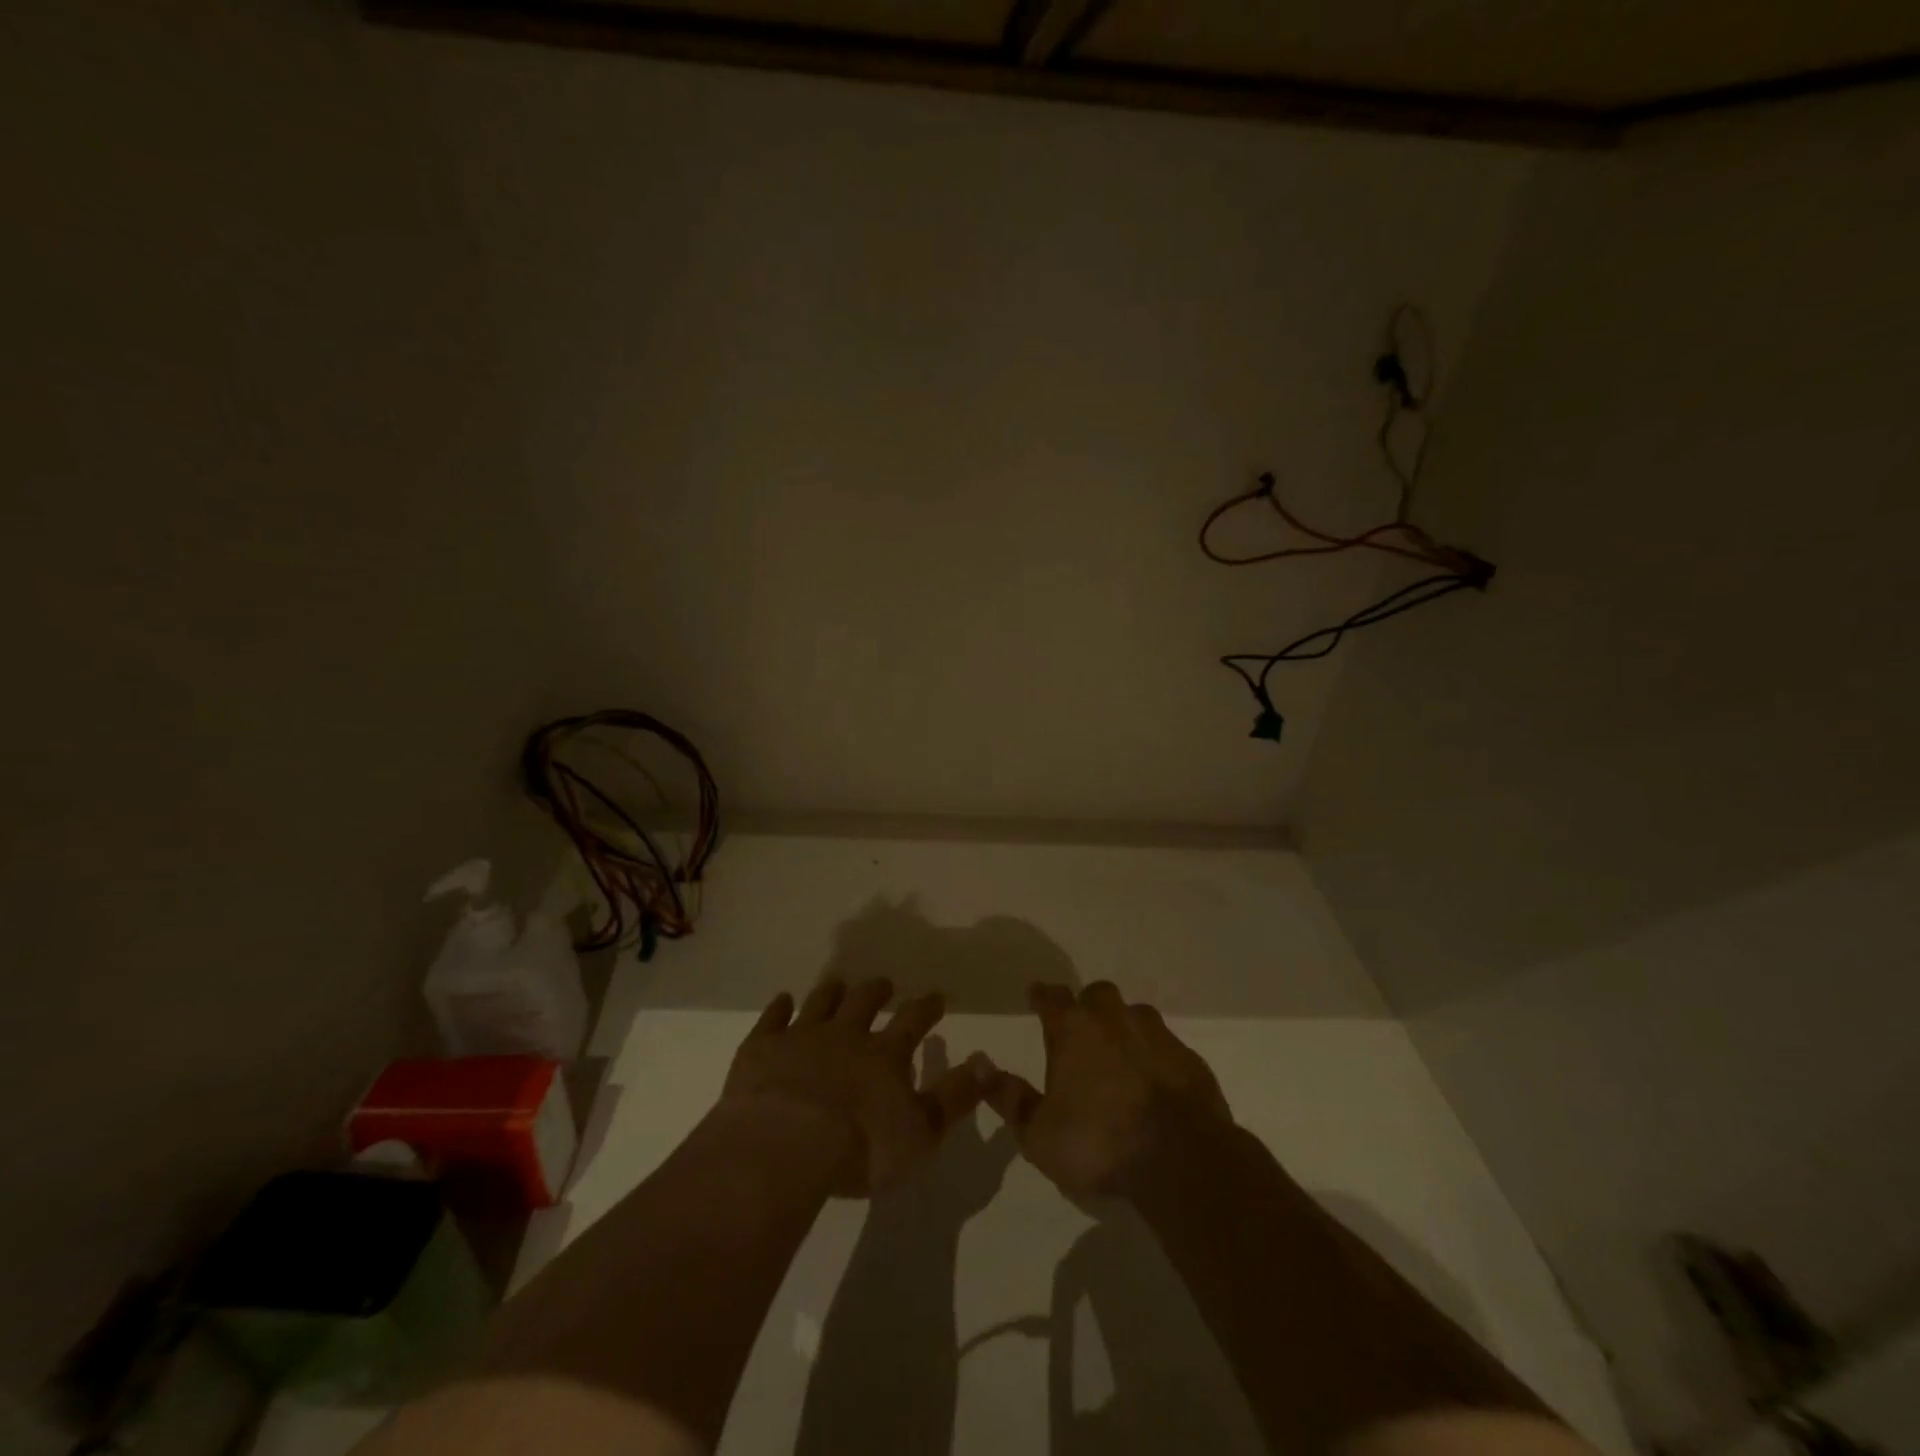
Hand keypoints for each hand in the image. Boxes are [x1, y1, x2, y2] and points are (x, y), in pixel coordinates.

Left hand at [721, 977, 987, 1195]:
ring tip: (839, 985)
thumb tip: (986, 1062)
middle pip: (864, 1001)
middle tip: (884, 983)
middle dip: (877, 991)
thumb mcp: (921, 1132)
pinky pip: (773, 1018)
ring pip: (821, 1002)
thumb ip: (955, 1097)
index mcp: (884, 1054)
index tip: (937, 995)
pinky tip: (783, 1001)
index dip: (927, 1006)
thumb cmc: (860, 1148)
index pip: (913, 1020)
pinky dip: (780, 1008)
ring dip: (833, 992)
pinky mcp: (762, 1048)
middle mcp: (846, 1034)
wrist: (784, 1145)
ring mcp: (801, 1036)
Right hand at [982, 981, 1231, 1198]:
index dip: (1042, 995)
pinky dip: (1154, 1055)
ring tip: (1118, 1055)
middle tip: (1081, 1030)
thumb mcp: (1039, 1133)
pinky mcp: (1189, 1058)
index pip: (1052, 997)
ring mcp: (1156, 1035)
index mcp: (1074, 1030)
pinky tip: (1153, 1080)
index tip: (1036, 995)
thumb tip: (980, 1064)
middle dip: (1086, 1006)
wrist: (1181, 1159)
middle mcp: (1114, 1019)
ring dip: (1123, 1027)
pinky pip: (1165, 1045)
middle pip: (1097, 995)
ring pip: (1134, 1014)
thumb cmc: (1098, 1142)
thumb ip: (1010, 1098)